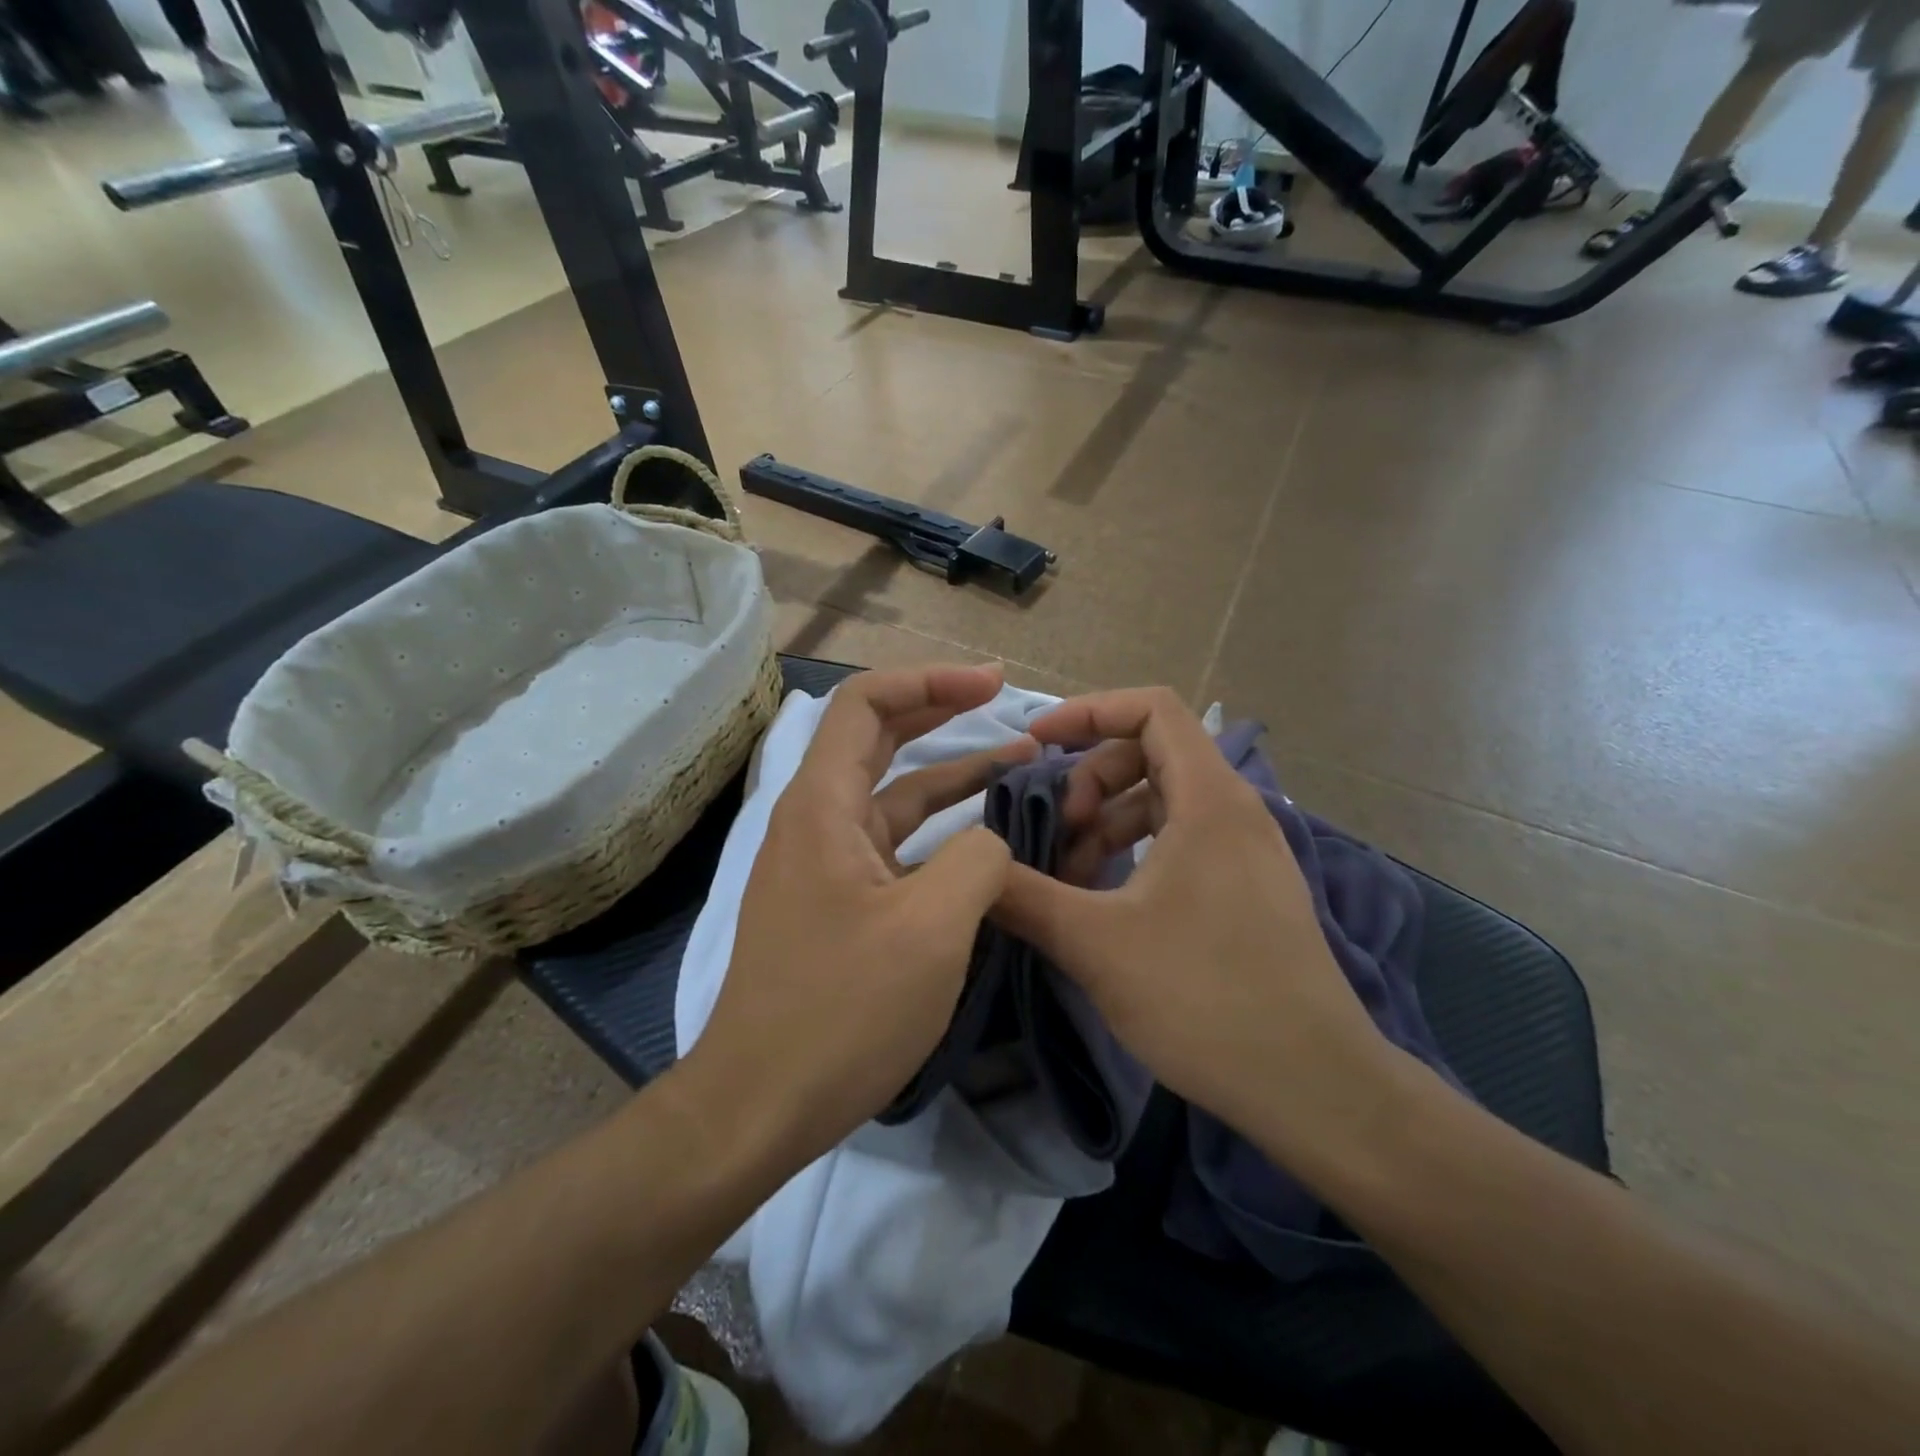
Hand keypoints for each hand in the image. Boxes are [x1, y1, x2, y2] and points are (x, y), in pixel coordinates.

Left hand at [684, 663, 1034, 1165]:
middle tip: (1011, 706)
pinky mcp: (841, 901)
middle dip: (944, 712)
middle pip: (879, 738)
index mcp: (822, 806)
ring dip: (953, 774)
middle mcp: (817, 820)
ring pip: (895, 794)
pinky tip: (984, 840)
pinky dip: (941, 829)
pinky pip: (896, 844)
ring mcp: (827, 862)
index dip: (930, 680)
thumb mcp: (931, 929)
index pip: (866, 703)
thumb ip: (977, 860)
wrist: (760, 1104)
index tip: (993, 684)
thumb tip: (992, 839)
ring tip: (1020, 764)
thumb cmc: (841, 1012)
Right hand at [993, 688, 1392, 1156]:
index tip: (1037, 744)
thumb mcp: (1096, 944)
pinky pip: (1182, 841)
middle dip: (1091, 780)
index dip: (1088, 711)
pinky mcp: (1248, 889)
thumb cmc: (1205, 998)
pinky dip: (1136, 853)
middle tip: (1058, 833)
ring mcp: (1246, 851)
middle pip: (1151, 752)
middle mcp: (1234, 810)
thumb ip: (1024, 897)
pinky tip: (1106, 902)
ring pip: (1163, 802)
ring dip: (1108, 823)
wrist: (1314, 1086)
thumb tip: (973, 868)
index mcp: (1208, 799)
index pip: (1151, 707)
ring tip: (1071, 879)